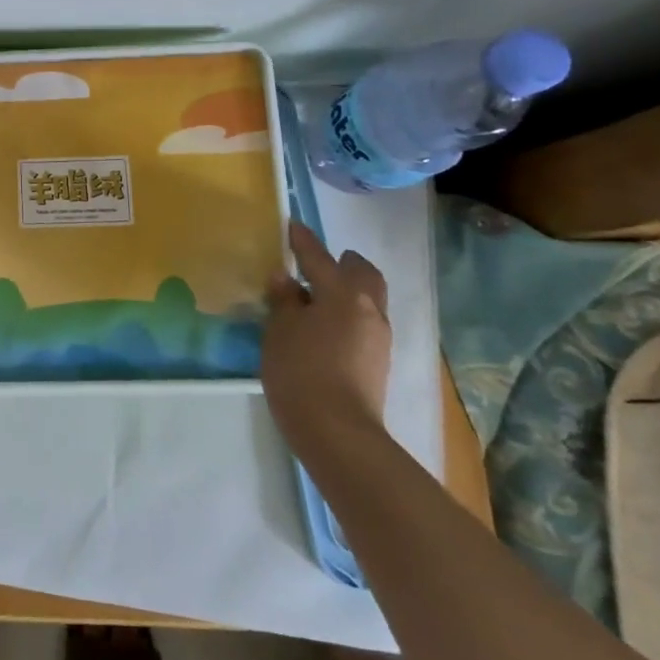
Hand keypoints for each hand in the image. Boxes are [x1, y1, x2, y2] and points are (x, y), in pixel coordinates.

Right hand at [261, 222, 391, 449]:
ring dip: (348, 290)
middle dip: (344, 263)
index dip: (303, 240)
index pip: (320, 257)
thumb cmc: (301, 371)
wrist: (338, 434)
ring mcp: (379, 339)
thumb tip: (286, 279)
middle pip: (363, 274)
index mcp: (343, 294)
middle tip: (319, 263)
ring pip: (369, 299)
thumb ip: (284, 300)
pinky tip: (326, 327)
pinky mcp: (378, 363)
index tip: (292, 226)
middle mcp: (368, 310)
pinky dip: (349, 314)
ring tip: (318, 297)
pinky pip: (365, 323)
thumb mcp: (280, 330)